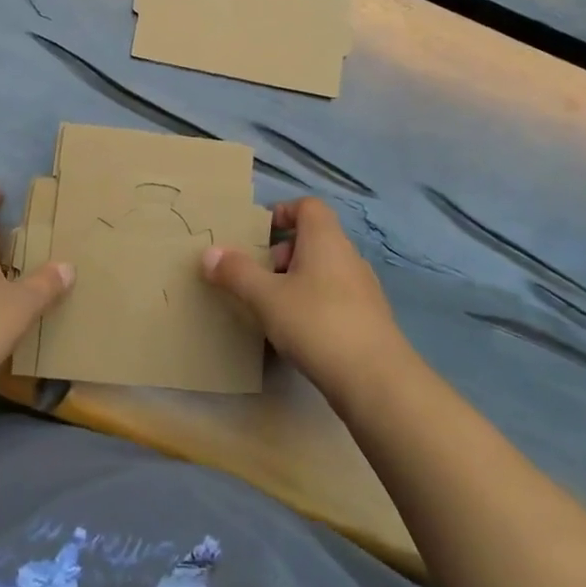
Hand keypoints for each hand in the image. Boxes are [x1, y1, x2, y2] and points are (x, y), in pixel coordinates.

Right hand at [200, 197, 408, 399]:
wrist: (376, 380)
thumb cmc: (317, 323)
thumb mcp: (266, 297)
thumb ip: (237, 273)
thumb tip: (209, 253)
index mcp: (325, 239)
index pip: (308, 206)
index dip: (283, 212)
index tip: (259, 234)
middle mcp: (348, 256)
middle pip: (314, 238)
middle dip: (283, 253)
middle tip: (259, 277)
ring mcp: (363, 288)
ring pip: (324, 270)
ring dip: (297, 281)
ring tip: (273, 308)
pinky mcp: (369, 319)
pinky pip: (335, 298)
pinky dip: (314, 305)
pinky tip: (299, 334)